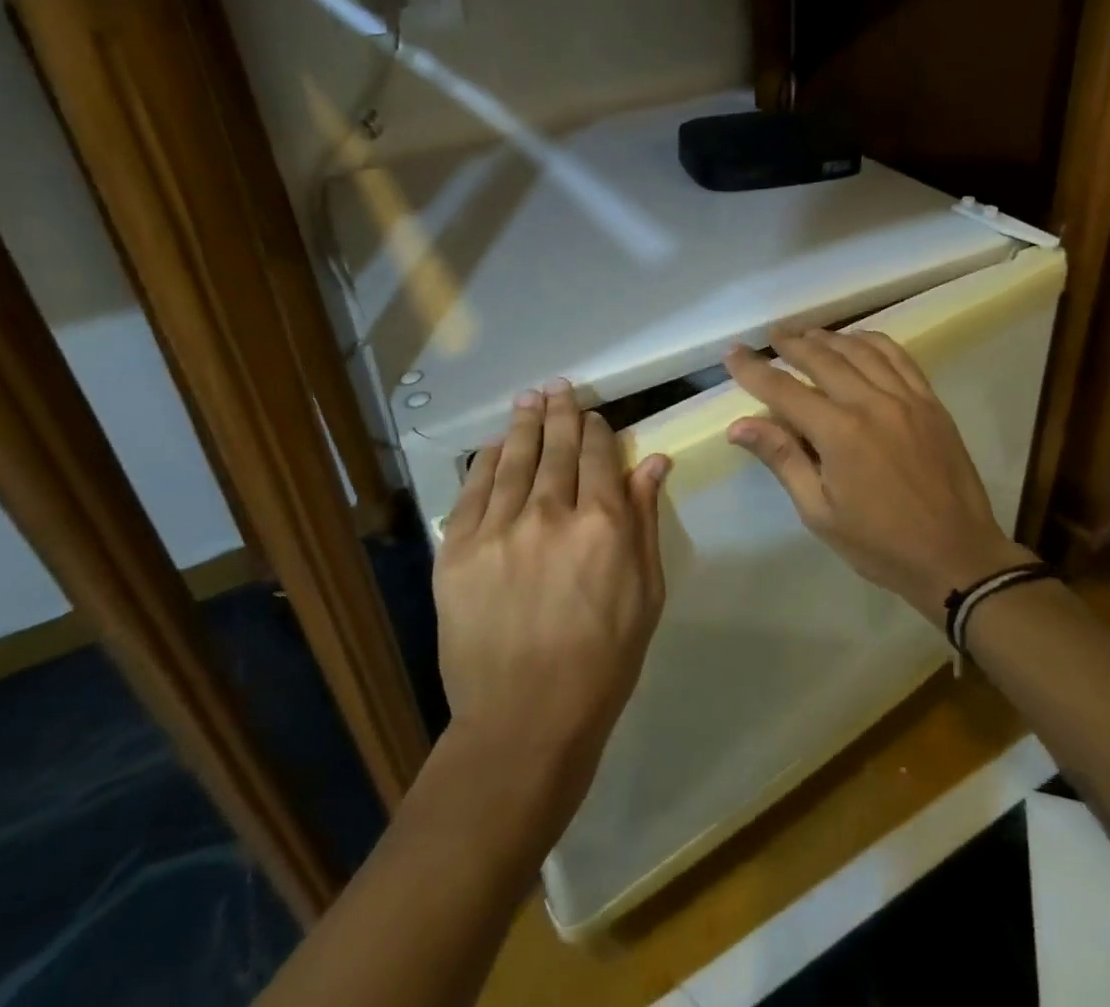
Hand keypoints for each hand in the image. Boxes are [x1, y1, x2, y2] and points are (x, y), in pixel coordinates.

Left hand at [434, 380, 670, 799]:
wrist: (523, 720)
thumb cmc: (602, 661)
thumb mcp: (645, 593)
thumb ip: (645, 520)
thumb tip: (653, 460)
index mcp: (603, 524)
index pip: (600, 455)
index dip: (597, 430)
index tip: (595, 418)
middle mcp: (550, 513)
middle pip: (557, 447)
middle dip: (561, 413)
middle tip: (560, 388)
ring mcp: (497, 529)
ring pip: (514, 458)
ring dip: (524, 424)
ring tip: (530, 399)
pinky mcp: (455, 550)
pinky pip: (473, 489)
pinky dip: (486, 460)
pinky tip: (494, 444)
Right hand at [724, 328, 1033, 622]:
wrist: (957, 557)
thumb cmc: (880, 544)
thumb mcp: (820, 512)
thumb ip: (782, 459)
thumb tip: (739, 425)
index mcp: (839, 433)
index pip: (784, 390)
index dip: (754, 370)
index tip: (733, 354)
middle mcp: (872, 403)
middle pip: (823, 358)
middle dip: (791, 344)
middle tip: (770, 336)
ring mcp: (906, 398)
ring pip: (861, 350)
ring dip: (829, 337)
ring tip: (807, 334)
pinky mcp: (931, 402)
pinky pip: (899, 357)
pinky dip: (873, 341)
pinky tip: (858, 340)